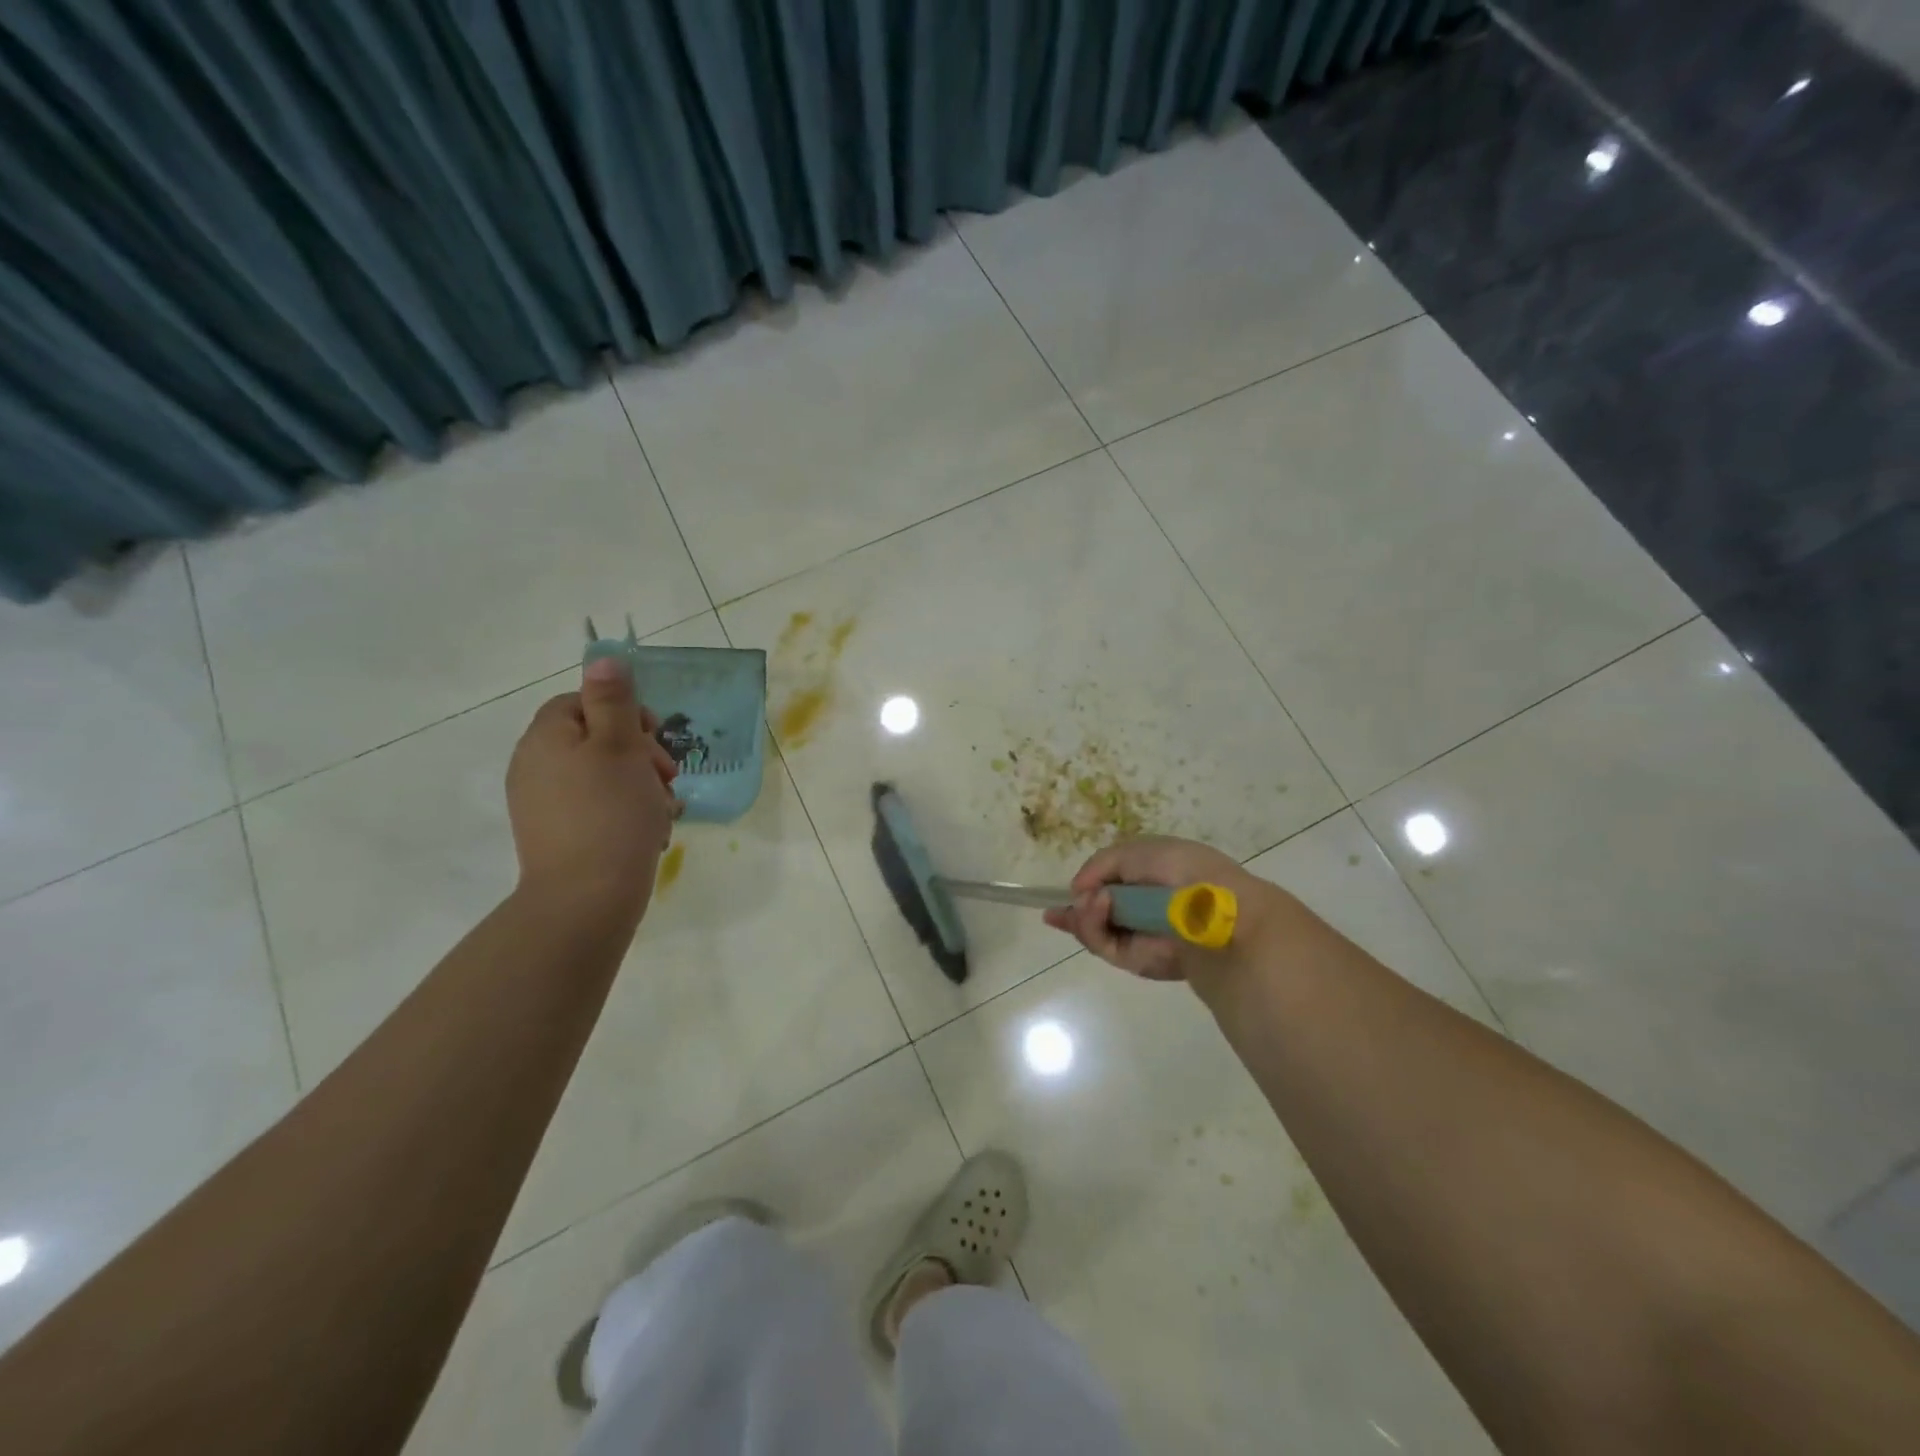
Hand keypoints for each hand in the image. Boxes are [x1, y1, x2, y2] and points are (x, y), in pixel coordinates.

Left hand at [505, 656, 680, 920]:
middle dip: (640, 754)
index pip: (582, 702)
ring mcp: (543, 805)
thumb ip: (613, 700)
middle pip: (595, 739)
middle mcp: (535, 766)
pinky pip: (596, 808)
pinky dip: (625, 813)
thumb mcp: (621, 746)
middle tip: (668, 777)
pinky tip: (648, 832)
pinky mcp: (557, 836)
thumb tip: (602, 658)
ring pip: (602, 776)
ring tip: (663, 810)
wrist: (587, 899)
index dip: (624, 713)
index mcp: (546, 738)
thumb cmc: (611, 813)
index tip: (654, 738)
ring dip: (640, 785)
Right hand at [1044, 836, 1286, 986]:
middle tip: (1056, 910)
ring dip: (1084, 916)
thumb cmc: (1181, 870)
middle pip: (1098, 913)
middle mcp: (1144, 909)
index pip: (1111, 884)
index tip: (1065, 893)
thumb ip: (1100, 865)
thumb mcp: (1135, 851)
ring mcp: (1140, 936)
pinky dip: (1092, 927)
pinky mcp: (1138, 960)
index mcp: (1151, 878)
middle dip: (1076, 911)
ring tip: (1089, 904)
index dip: (1086, 886)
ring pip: (1095, 931)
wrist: (1215, 910)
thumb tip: (1078, 891)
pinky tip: (1096, 909)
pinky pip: (1105, 945)